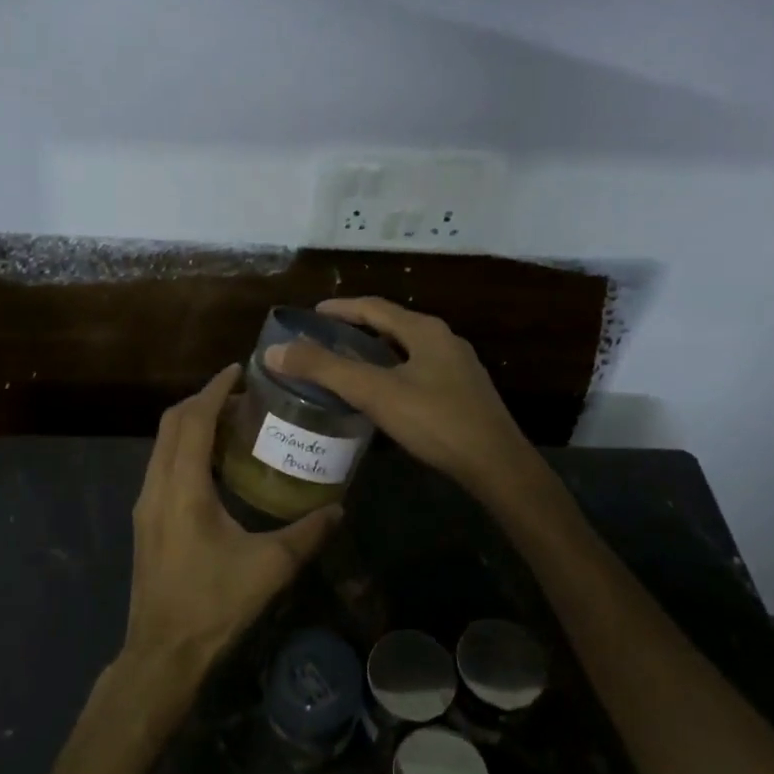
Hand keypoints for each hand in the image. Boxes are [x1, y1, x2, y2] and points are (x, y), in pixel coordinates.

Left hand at [122, 365, 339, 675]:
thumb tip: (339, 508)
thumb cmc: (213, 605)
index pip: (194, 420)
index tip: (238, 370)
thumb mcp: (269, 568)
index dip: (215, 390)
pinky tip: (215, 465)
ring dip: (192, 424)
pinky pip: (162, 464)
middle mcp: (157, 486)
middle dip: (204, 400)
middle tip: (241, 395)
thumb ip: (307, 534)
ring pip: (163, 443)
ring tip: (232, 423)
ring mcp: (146, 503)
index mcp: (183, 487)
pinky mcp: (145, 520)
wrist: (161, 652)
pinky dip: (185, 448)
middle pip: (172, 423)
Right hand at [265, 297, 537, 504]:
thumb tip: (275, 351)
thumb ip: (324, 370)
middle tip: (322, 342)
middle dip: (355, 330)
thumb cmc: (436, 421)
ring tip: (344, 367)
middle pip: (390, 326)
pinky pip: (418, 372)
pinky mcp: (464, 394)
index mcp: (424, 330)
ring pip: (405, 350)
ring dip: (374, 353)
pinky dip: (391, 373)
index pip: (373, 307)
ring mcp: (457, 368)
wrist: (498, 466)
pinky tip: (381, 396)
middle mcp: (443, 340)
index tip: (311, 315)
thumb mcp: (375, 392)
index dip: (339, 308)